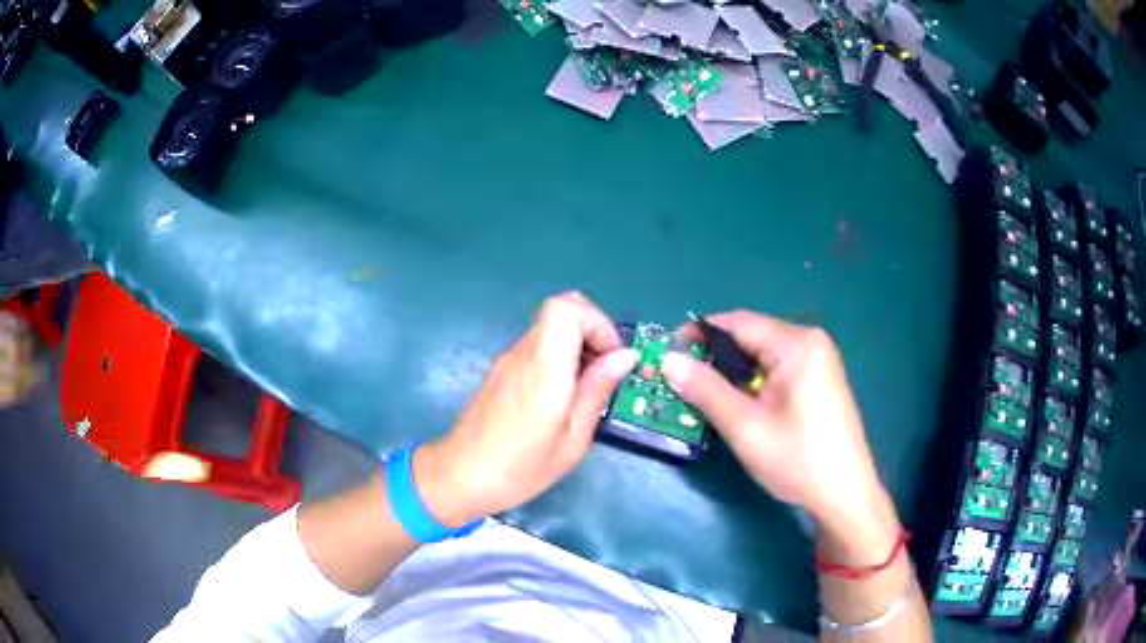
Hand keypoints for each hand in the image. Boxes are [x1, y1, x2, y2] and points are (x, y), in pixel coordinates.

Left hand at [413, 292, 637, 527]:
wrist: (460, 477)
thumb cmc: (520, 468)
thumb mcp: (572, 439)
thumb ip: (597, 390)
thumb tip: (625, 356)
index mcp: (543, 368)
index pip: (567, 307)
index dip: (598, 322)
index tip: (612, 358)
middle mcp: (523, 353)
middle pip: (561, 309)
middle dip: (593, 331)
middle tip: (605, 372)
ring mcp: (508, 360)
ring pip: (551, 329)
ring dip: (578, 347)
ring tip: (586, 391)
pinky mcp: (501, 371)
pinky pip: (538, 347)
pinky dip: (560, 359)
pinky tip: (561, 398)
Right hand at [661, 311, 898, 561]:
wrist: (845, 496)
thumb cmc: (797, 459)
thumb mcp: (745, 426)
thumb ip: (705, 389)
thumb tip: (668, 360)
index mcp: (797, 344)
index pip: (738, 322)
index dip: (699, 334)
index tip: (668, 354)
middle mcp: (811, 343)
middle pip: (751, 337)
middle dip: (715, 357)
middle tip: (683, 382)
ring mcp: (820, 362)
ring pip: (763, 356)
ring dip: (733, 373)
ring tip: (705, 397)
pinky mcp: (821, 382)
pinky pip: (778, 370)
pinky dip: (754, 383)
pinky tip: (741, 407)